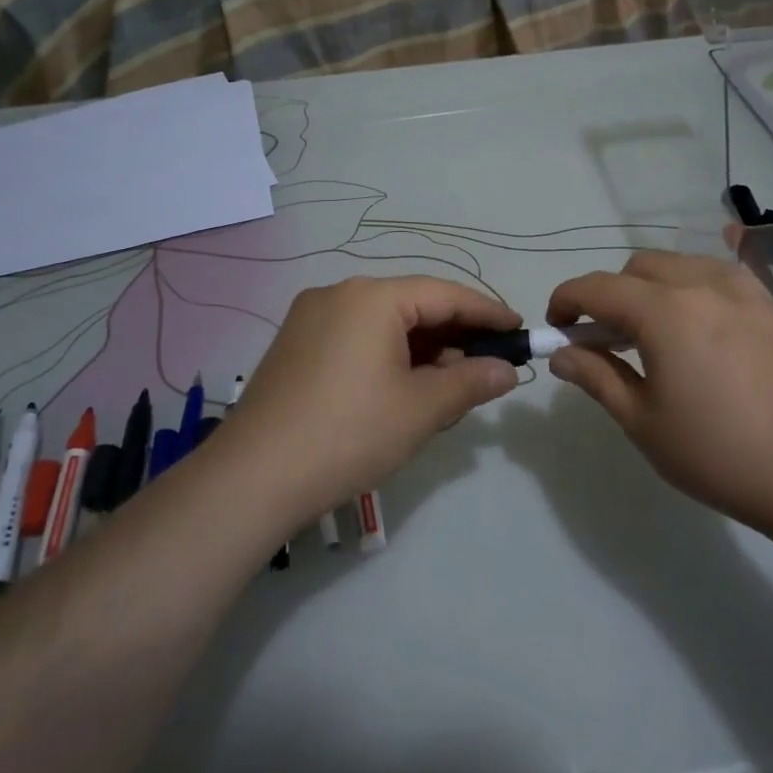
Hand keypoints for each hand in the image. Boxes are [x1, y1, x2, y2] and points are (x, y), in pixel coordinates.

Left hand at [225, 276, 521, 524]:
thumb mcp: (422, 408)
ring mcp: (311, 319)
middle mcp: (339, 294)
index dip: (487, 312)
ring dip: (422, 349)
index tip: (518, 331)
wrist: (253, 478)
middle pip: (413, 305)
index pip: (446, 294)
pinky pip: (357, 338)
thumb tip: (507, 370)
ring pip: (384, 323)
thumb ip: (471, 381)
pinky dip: (389, 356)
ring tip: (450, 384)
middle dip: (454, 335)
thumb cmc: (349, 433)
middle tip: (488, 365)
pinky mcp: (295, 346)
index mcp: (372, 297)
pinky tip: (404, 388)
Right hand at [546, 250, 772, 539]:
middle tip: (608, 340)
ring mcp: (746, 290)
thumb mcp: (643, 422)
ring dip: (654, 288)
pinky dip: (696, 290)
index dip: (567, 300)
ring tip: (657, 333)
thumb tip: (562, 355)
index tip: (558, 327)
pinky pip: (723, 277)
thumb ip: (597, 377)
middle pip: (639, 267)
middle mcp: (703, 284)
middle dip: (611, 294)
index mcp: (664, 311)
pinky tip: (703, 323)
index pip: (598, 287)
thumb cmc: (718, 452)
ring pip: (682, 265)